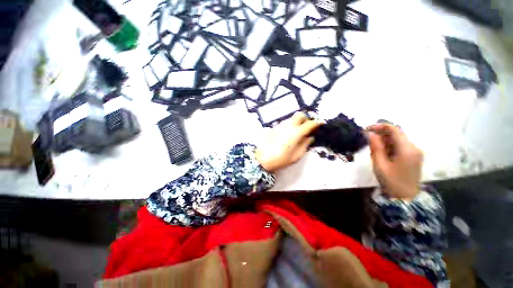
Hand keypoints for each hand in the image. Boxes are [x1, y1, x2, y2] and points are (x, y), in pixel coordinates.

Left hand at [255, 112, 321, 172]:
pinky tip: (287, 134)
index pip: (310, 123)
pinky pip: (284, 123)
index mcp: (297, 132)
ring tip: (296, 132)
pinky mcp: (274, 127)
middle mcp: (289, 125)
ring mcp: (280, 125)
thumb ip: (305, 145)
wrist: (262, 158)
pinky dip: (289, 126)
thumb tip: (310, 137)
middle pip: (299, 115)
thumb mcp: (296, 155)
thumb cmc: (281, 159)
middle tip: (306, 127)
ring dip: (296, 122)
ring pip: (291, 118)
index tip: (320, 125)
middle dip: (305, 119)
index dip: (316, 123)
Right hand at [367, 123, 422, 199]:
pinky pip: (400, 145)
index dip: (379, 126)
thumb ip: (376, 147)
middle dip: (381, 133)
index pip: (393, 129)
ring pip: (398, 139)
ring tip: (374, 148)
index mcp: (406, 149)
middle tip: (367, 140)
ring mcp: (415, 152)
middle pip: (396, 133)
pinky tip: (383, 153)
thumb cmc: (391, 182)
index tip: (366, 129)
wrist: (406, 198)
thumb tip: (370, 134)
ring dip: (385, 140)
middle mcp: (414, 147)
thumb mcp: (380, 164)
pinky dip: (390, 145)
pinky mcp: (414, 156)